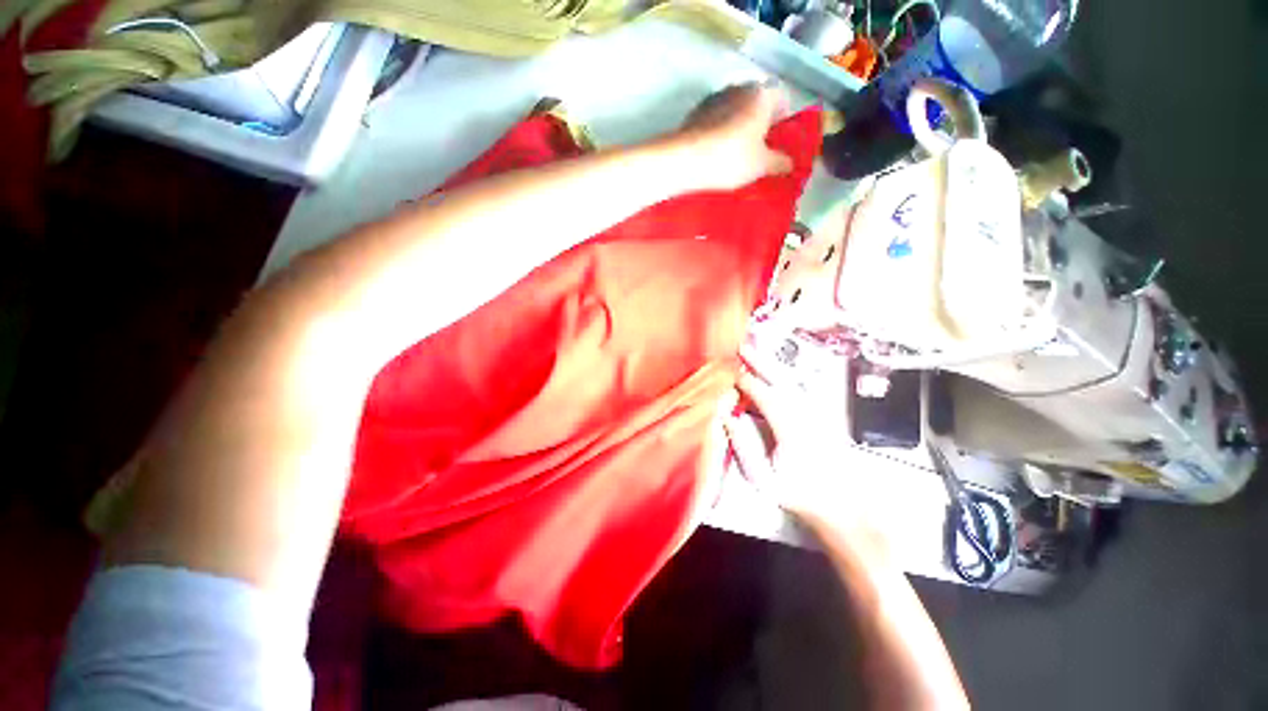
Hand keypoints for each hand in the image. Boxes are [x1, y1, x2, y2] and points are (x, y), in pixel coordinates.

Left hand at [671, 83, 794, 190]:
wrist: (685, 160)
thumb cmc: (731, 158)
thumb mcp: (762, 165)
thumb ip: (780, 162)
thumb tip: (790, 164)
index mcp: (762, 93)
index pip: (782, 98)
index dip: (783, 120)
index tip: (778, 141)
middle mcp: (740, 87)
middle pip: (757, 103)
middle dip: (760, 124)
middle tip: (758, 150)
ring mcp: (715, 97)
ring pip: (735, 110)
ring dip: (738, 127)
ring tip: (735, 154)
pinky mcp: (695, 112)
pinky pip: (716, 120)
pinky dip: (720, 132)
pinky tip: (716, 153)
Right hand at [724, 356, 889, 558]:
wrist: (841, 505)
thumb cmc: (798, 495)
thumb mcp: (763, 479)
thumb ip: (743, 447)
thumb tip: (727, 417)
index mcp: (791, 430)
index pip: (765, 396)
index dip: (747, 382)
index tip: (731, 373)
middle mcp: (807, 416)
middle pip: (781, 380)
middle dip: (760, 361)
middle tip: (742, 346)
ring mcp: (818, 414)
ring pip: (792, 381)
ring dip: (771, 365)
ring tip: (754, 353)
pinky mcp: (823, 416)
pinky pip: (799, 389)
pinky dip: (782, 376)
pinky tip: (773, 372)